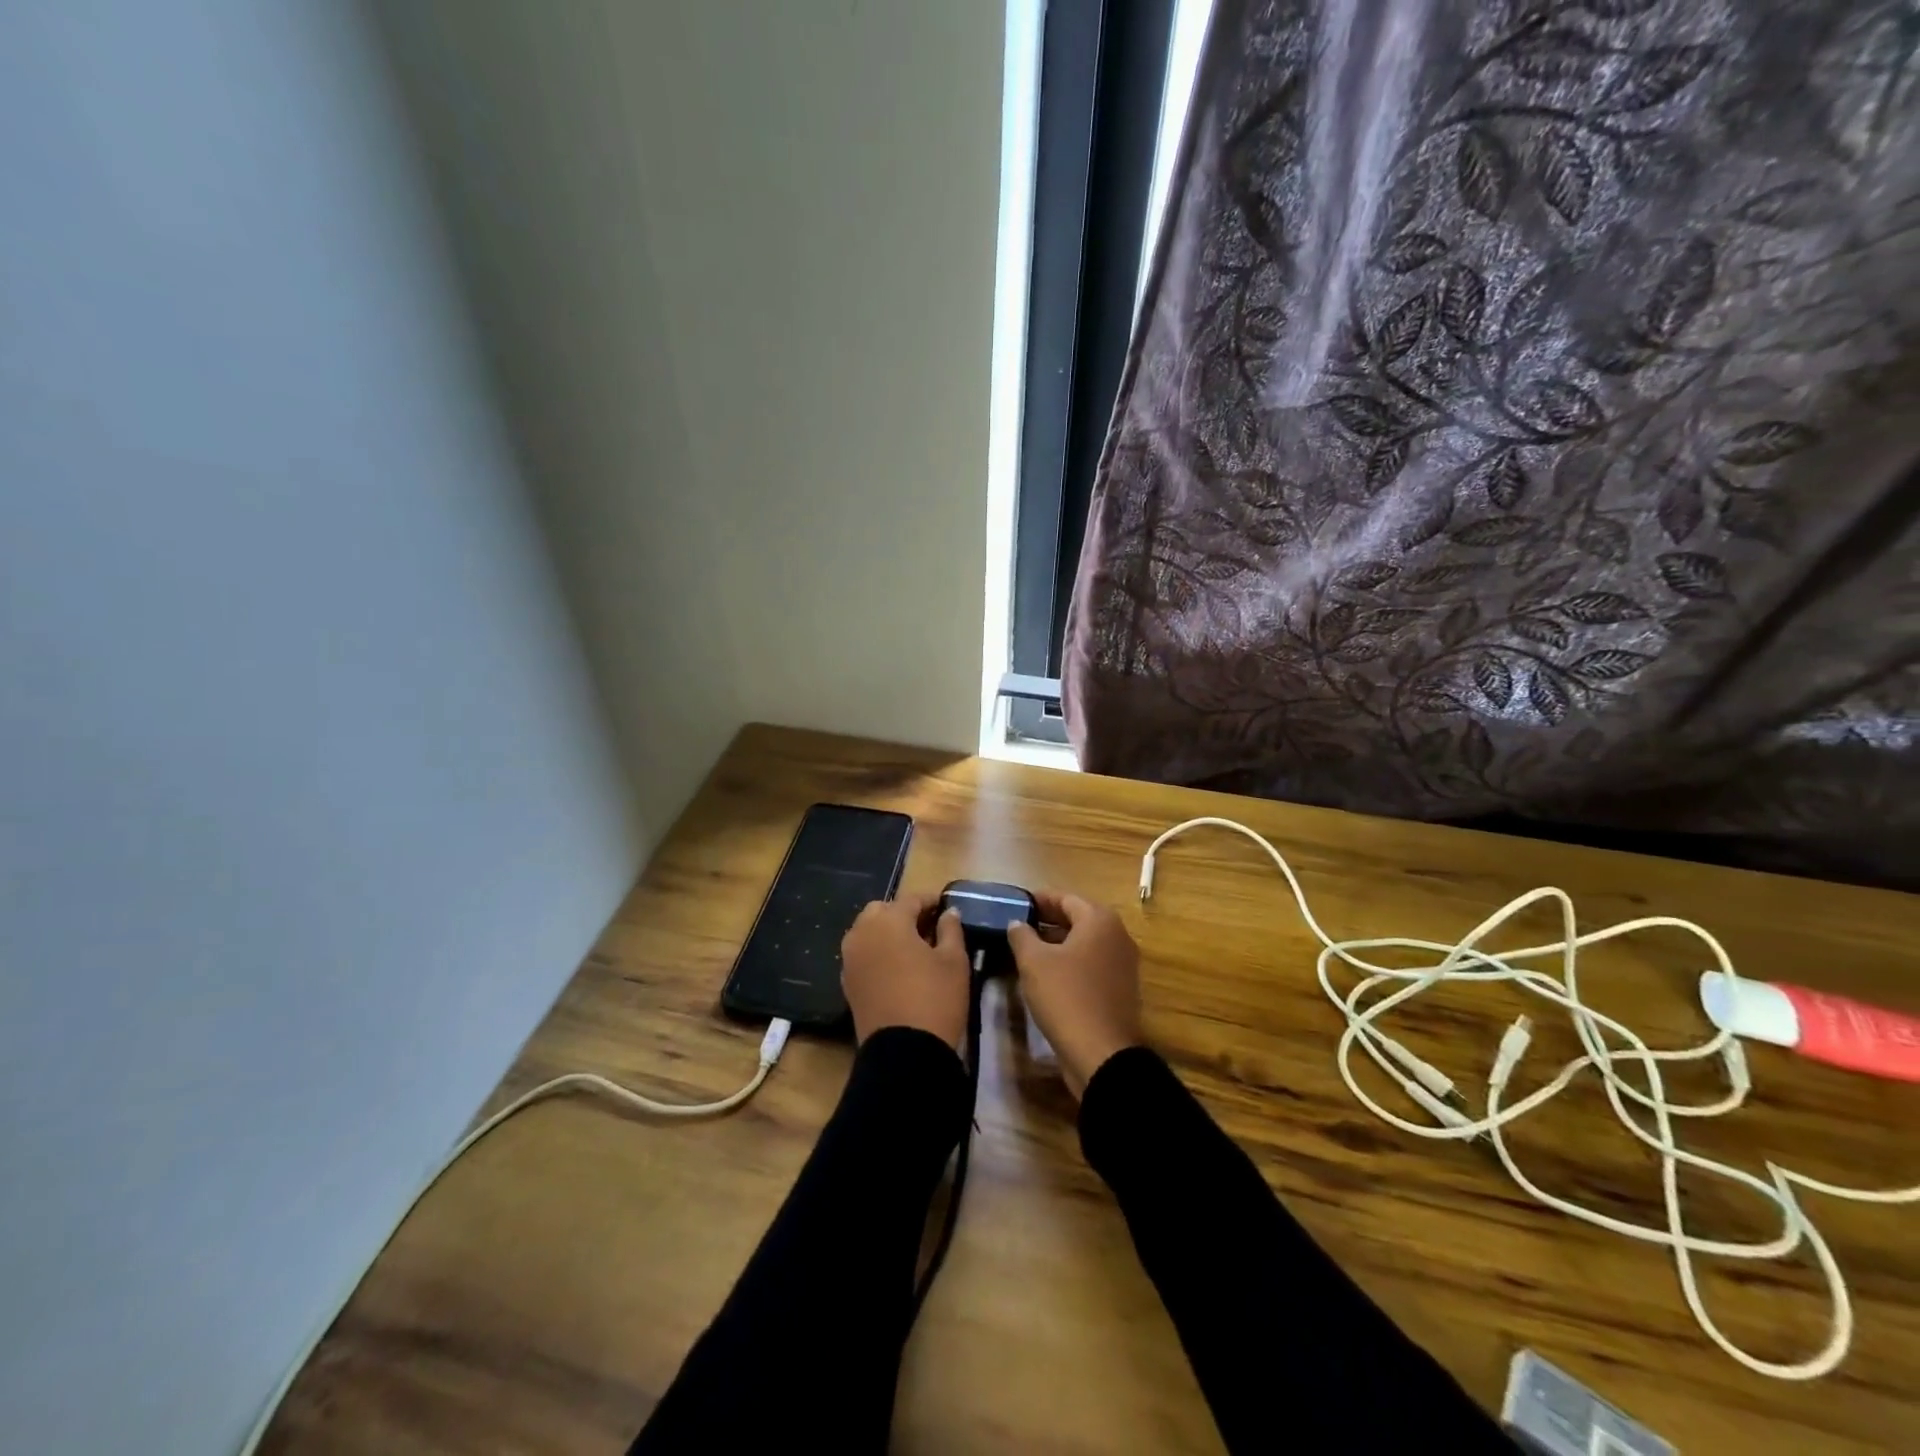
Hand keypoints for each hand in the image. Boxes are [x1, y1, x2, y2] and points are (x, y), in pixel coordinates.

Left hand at [840, 893, 970, 1049]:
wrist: (903, 1053)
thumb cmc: (935, 998)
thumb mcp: (954, 961)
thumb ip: (950, 929)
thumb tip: (948, 913)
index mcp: (889, 921)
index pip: (911, 899)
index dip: (930, 901)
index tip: (946, 907)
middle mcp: (862, 932)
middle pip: (882, 911)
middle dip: (903, 913)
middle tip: (928, 927)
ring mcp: (850, 958)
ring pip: (867, 931)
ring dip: (887, 931)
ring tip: (912, 947)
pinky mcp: (846, 982)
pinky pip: (862, 954)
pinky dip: (877, 952)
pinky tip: (896, 967)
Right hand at [1006, 891, 1142, 1097]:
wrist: (1101, 1054)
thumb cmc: (1066, 997)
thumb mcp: (1034, 963)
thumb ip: (1022, 936)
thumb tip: (1017, 923)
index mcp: (1100, 921)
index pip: (1066, 898)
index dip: (1040, 899)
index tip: (1018, 903)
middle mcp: (1118, 936)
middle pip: (1079, 918)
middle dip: (1049, 920)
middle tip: (1020, 925)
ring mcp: (1124, 964)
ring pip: (1086, 943)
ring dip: (1060, 942)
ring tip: (1030, 949)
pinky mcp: (1122, 988)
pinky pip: (1093, 964)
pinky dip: (1073, 962)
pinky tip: (1049, 974)